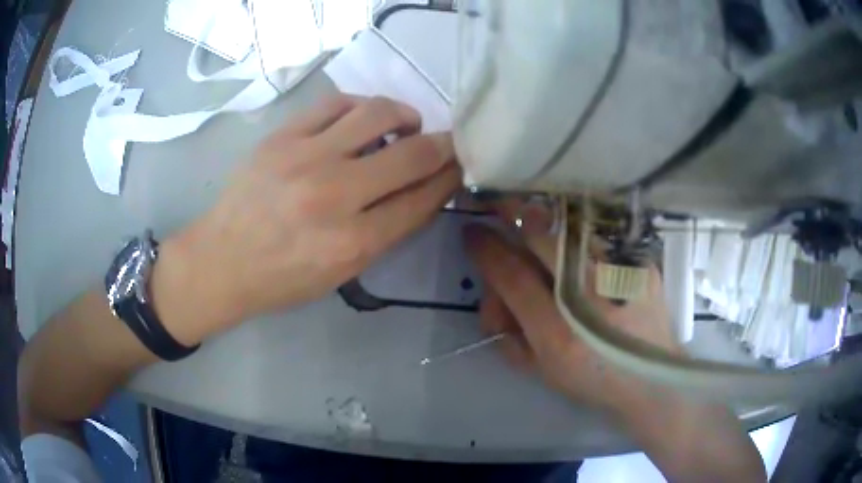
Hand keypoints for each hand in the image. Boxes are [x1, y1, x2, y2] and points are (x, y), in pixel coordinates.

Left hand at [153, 95, 461, 343]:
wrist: (221, 260)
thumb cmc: (282, 278)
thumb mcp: (342, 274)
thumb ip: (387, 232)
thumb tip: (424, 190)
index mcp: (353, 243)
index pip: (422, 199)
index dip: (449, 179)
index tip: (458, 167)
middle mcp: (333, 195)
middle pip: (412, 154)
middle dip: (442, 146)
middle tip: (444, 144)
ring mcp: (304, 158)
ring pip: (378, 113)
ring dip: (405, 115)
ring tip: (405, 124)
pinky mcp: (281, 137)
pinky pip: (336, 103)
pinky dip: (361, 107)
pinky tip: (363, 118)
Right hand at [464, 199, 679, 414]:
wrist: (651, 379)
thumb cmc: (592, 380)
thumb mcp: (541, 369)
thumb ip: (509, 333)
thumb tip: (494, 292)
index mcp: (558, 332)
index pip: (511, 276)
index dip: (485, 249)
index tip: (471, 232)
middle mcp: (589, 295)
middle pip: (541, 235)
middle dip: (510, 211)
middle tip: (495, 203)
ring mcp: (619, 273)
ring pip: (569, 225)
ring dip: (542, 217)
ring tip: (533, 225)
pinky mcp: (639, 261)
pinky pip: (598, 232)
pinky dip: (575, 229)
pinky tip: (572, 239)